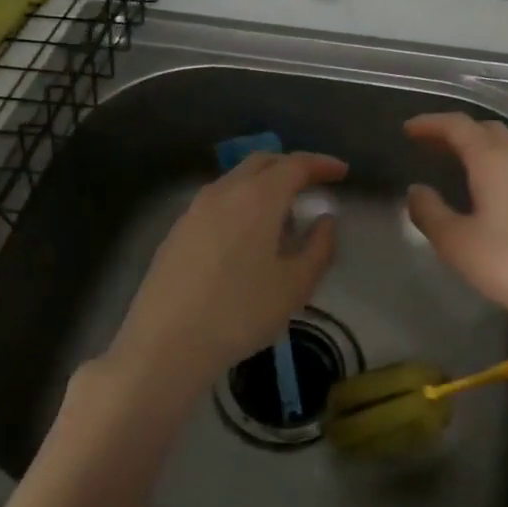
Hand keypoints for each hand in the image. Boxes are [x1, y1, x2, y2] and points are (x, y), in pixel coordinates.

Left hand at [106, 150, 347, 406]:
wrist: (165, 344)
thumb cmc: (240, 312)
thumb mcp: (295, 286)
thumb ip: (319, 247)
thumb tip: (325, 221)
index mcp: (258, 197)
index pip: (296, 165)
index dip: (321, 165)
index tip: (341, 172)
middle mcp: (224, 191)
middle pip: (262, 162)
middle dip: (291, 167)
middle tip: (313, 186)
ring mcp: (195, 209)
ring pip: (236, 180)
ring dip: (264, 185)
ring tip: (282, 217)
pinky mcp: (177, 230)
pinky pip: (218, 201)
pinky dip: (241, 203)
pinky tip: (246, 237)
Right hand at [404, 113, 507, 340]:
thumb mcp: (458, 244)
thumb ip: (430, 213)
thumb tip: (417, 190)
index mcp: (493, 159)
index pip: (458, 125)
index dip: (430, 123)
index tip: (409, 129)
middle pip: (486, 129)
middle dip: (455, 132)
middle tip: (430, 146)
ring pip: (507, 147)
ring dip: (479, 149)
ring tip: (457, 167)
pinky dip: (498, 166)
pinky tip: (492, 192)